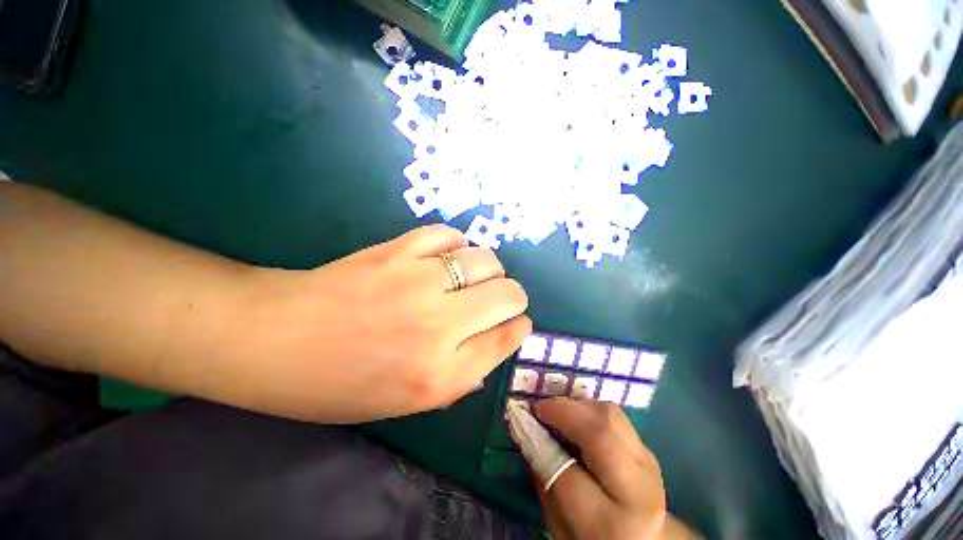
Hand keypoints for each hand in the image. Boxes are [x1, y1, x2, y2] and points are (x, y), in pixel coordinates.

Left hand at [233, 224, 530, 422]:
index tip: (516, 322)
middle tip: (500, 298)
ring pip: (486, 260)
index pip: (507, 338)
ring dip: (490, 269)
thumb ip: (458, 379)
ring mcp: (418, 282)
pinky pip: (449, 236)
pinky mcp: (397, 251)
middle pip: (509, 294)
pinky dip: (456, 245)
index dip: (518, 326)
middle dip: (514, 296)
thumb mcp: (404, 404)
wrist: (272, 339)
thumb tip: (492, 348)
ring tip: (474, 276)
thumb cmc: (336, 384)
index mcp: (439, 375)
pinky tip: (446, 256)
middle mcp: (439, 327)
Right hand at [531, 398, 667, 539]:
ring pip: (610, 415)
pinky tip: (575, 415)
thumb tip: (525, 430)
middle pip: (601, 435)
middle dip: (563, 412)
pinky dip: (588, 407)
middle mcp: (638, 491)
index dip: (540, 442)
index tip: (522, 420)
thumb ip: (542, 478)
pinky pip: (614, 415)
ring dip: (576, 405)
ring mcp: (648, 464)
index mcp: (610, 525)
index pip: (567, 475)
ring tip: (555, 411)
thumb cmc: (592, 537)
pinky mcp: (646, 447)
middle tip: (538, 408)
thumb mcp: (559, 524)